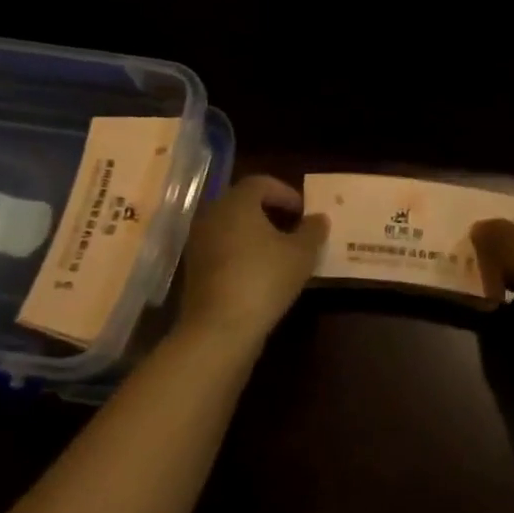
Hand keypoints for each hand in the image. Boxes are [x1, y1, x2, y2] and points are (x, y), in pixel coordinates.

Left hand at [177, 176, 327, 343]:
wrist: (219, 329)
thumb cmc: (265, 279)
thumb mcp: (302, 253)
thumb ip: (313, 230)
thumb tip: (318, 218)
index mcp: (237, 202)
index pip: (261, 182)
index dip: (286, 193)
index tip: (304, 211)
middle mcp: (213, 215)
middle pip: (244, 203)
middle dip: (271, 211)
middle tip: (295, 227)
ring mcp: (199, 243)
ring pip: (232, 227)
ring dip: (256, 233)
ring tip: (281, 252)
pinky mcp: (194, 270)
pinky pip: (223, 249)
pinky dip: (242, 252)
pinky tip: (262, 273)